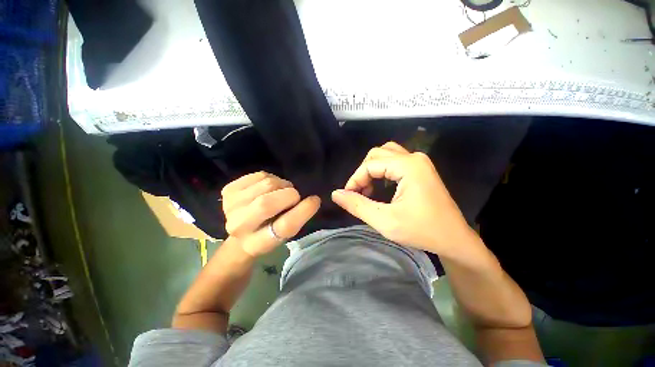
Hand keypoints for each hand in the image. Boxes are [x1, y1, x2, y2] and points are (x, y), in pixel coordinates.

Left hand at [221, 172, 320, 256]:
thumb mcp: (285, 233)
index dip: (303, 211)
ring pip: (266, 184)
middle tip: (294, 196)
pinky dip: (271, 178)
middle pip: (267, 203)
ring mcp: (229, 205)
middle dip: (289, 195)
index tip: (315, 200)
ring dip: (281, 185)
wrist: (242, 229)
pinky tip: (268, 188)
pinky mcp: (229, 190)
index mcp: (257, 243)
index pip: (284, 227)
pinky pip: (260, 175)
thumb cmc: (269, 232)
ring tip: (281, 192)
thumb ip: (298, 217)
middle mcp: (238, 226)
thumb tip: (312, 199)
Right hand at [331, 142, 472, 256]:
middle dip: (362, 173)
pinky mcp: (420, 169)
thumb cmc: (421, 231)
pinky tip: (380, 186)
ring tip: (368, 189)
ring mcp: (419, 162)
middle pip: (376, 154)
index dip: (354, 179)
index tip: (348, 196)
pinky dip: (382, 171)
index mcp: (408, 166)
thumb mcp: (384, 221)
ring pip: (385, 155)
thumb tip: (335, 194)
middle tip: (358, 193)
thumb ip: (357, 205)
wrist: (454, 239)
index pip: (370, 164)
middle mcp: (414, 157)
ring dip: (371, 169)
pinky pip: (394, 161)